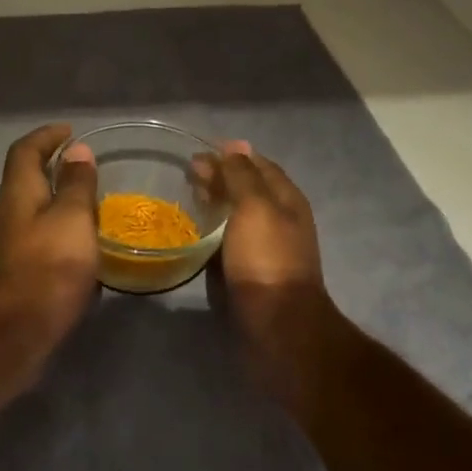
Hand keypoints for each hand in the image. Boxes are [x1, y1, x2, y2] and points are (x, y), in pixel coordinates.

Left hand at [0, 122, 99, 354]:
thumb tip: (77, 151)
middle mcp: (7, 214)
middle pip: (26, 179)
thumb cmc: (47, 269)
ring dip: (58, 201)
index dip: (47, 136)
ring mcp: (8, 246)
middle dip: (53, 167)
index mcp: (17, 194)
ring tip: (91, 203)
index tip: (71, 131)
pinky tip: (83, 246)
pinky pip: (40, 239)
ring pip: (33, 211)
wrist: (13, 334)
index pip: (26, 151)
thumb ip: (76, 185)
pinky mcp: (16, 273)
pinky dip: (60, 231)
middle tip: (86, 167)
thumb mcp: (72, 220)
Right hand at [199, 141, 338, 356]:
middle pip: (247, 189)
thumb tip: (234, 146)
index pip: (258, 164)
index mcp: (286, 199)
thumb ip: (242, 175)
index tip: (198, 152)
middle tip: (187, 174)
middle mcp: (278, 219)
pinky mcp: (248, 271)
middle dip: (219, 177)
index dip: (231, 155)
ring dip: (214, 203)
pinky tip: (193, 231)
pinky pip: (228, 241)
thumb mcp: (255, 207)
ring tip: (186, 197)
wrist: (276, 324)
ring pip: (236, 215)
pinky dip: (212, 230)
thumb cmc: (266, 259)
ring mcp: (264, 247)